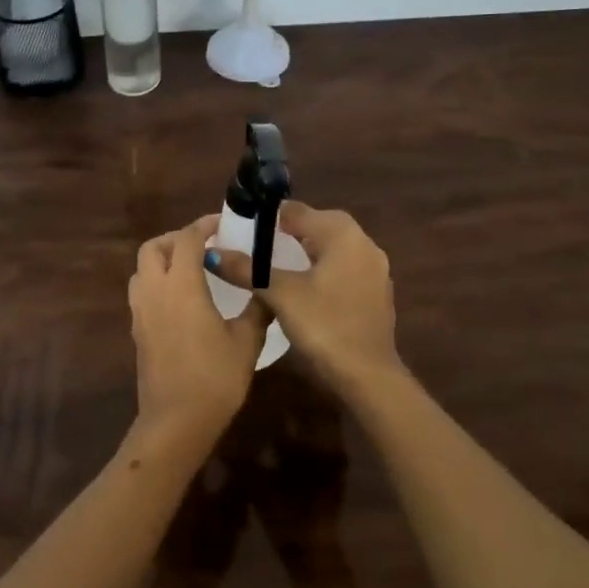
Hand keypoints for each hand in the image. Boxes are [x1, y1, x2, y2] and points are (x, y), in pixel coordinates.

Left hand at [127, 216, 270, 452]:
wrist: (176, 421)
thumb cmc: (215, 378)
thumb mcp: (247, 341)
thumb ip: (256, 308)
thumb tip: (266, 288)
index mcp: (181, 286)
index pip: (186, 239)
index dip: (203, 225)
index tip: (223, 225)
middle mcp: (155, 291)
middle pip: (153, 247)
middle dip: (176, 239)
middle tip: (203, 245)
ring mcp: (141, 312)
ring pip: (142, 270)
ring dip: (162, 260)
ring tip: (191, 270)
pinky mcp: (137, 331)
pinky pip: (141, 292)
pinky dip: (157, 283)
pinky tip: (182, 300)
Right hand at [208, 202, 401, 388]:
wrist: (368, 377)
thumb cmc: (324, 326)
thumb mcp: (280, 294)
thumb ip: (248, 269)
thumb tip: (212, 253)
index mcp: (342, 233)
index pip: (297, 210)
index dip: (267, 217)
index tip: (241, 229)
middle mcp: (363, 243)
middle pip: (316, 226)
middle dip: (285, 234)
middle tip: (253, 248)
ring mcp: (374, 270)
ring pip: (330, 250)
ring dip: (303, 254)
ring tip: (271, 269)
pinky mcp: (376, 294)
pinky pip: (341, 271)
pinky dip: (320, 273)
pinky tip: (300, 292)